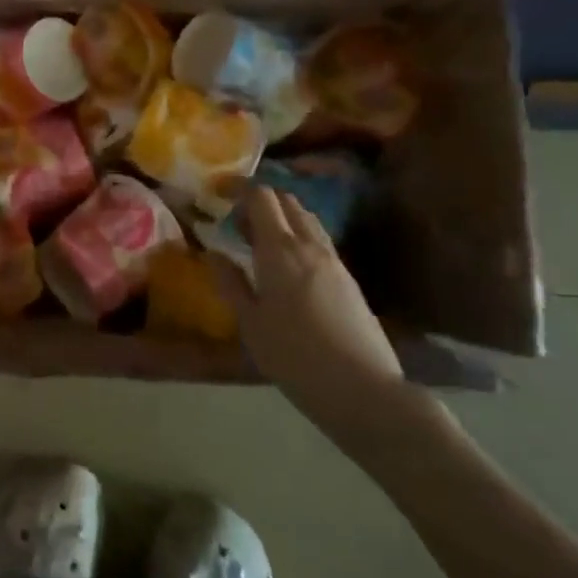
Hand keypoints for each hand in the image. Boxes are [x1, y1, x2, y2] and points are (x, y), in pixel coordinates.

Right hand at [227, 186, 410, 438]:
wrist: (364, 390)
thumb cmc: (295, 357)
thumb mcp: (250, 324)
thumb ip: (230, 283)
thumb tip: (212, 252)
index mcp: (279, 250)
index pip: (262, 197)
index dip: (239, 188)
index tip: (219, 193)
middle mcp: (309, 245)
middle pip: (287, 201)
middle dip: (261, 201)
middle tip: (237, 223)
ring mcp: (334, 261)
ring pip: (307, 220)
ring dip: (282, 218)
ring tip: (260, 243)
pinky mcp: (349, 279)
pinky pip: (319, 241)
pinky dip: (299, 237)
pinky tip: (288, 268)